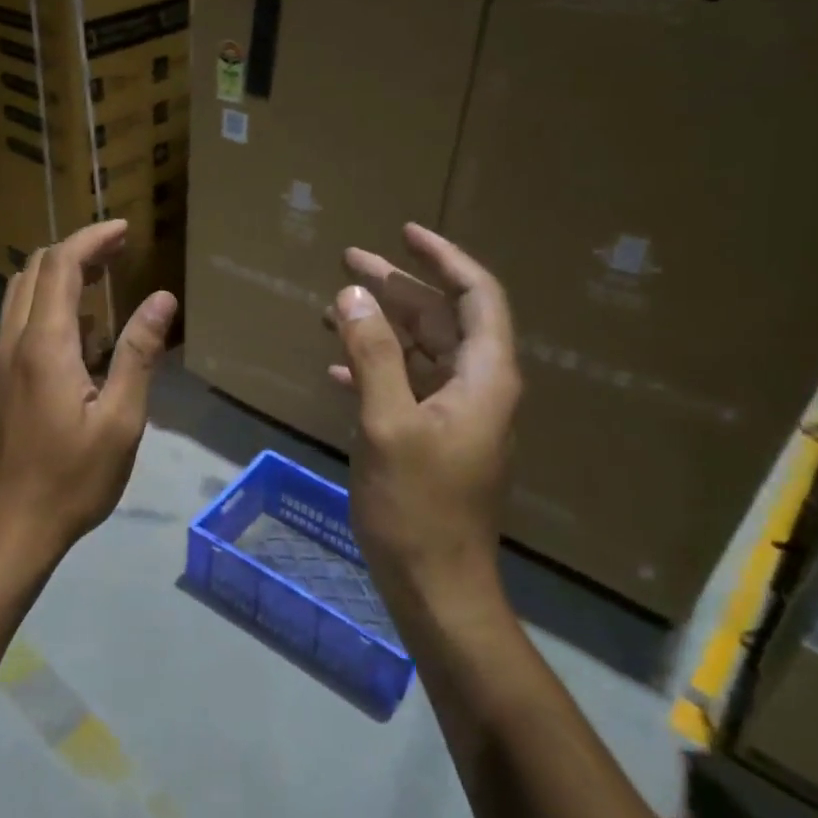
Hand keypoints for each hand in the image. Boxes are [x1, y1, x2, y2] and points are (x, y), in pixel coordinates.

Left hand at [0, 220, 176, 571]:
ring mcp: (2, 359)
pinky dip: (50, 304)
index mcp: (45, 345)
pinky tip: (84, 332)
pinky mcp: (0, 378)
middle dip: (78, 251)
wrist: (13, 523)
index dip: (93, 239)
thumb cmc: (74, 478)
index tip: (126, 229)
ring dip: (60, 275)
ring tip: (104, 281)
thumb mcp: (121, 420)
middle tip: (120, 252)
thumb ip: (138, 354)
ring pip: (23, 292)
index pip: (61, 266)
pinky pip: (21, 320)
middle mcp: (15, 341)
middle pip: (37, 270)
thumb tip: (162, 299)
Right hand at [329, 224, 520, 610]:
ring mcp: (456, 416)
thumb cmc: (417, 506)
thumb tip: (354, 294)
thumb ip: (373, 356)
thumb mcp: (388, 424)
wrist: (435, 584)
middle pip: (442, 319)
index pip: (476, 296)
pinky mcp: (434, 438)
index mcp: (484, 377)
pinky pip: (406, 386)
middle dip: (397, 287)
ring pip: (421, 352)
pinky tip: (337, 369)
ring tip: (333, 306)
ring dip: (380, 327)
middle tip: (348, 261)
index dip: (442, 259)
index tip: (403, 233)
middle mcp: (478, 388)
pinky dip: (375, 369)